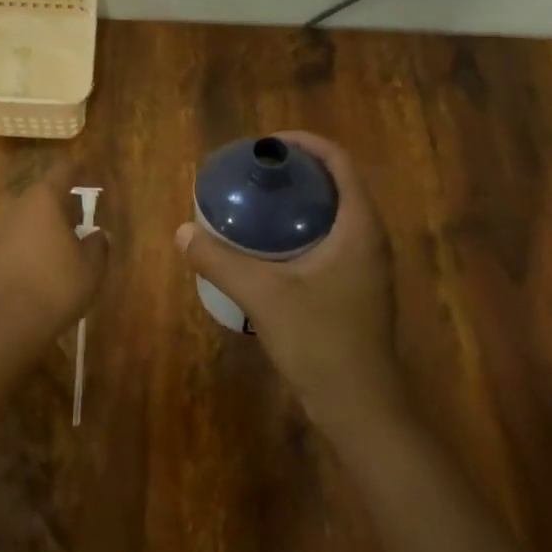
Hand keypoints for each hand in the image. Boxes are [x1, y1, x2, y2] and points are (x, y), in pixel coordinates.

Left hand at [0, 164, 108, 350]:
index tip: (92, 175)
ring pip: (31, 215)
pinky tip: (48, 261)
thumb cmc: (57, 285)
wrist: (9, 321)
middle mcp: (20, 205)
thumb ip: (98, 244)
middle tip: (84, 215)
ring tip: (69, 241)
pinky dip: (36, 241)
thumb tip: (99, 234)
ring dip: (49, 222)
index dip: (79, 170)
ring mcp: (3, 228)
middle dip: (64, 200)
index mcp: (45, 198)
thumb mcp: (91, 266)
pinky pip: (21, 235)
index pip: (63, 171)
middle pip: (44, 192)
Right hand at [176, 131, 399, 430]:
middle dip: (295, 170)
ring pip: (332, 212)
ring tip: (254, 201)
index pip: (338, 161)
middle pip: (335, 182)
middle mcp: (369, 238)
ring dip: (297, 200)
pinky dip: (299, 227)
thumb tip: (182, 232)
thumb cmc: (321, 342)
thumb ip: (220, 261)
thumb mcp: (263, 296)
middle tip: (252, 172)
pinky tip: (265, 245)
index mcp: (359, 227)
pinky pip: (328, 238)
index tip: (264, 145)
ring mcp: (365, 265)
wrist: (360, 408)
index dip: (303, 143)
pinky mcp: (355, 286)